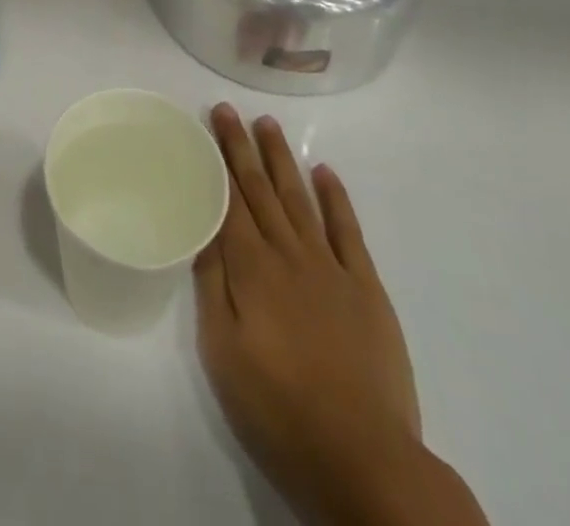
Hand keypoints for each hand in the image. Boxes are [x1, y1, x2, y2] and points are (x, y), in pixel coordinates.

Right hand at [196, 105, 420, 520]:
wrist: (365, 459)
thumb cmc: (280, 410)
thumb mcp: (224, 354)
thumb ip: (213, 286)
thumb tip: (203, 231)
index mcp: (252, 269)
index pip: (229, 200)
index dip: (218, 159)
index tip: (210, 123)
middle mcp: (289, 255)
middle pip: (260, 190)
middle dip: (242, 147)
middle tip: (229, 110)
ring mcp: (331, 268)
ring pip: (300, 198)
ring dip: (282, 159)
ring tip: (268, 124)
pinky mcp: (366, 288)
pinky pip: (348, 231)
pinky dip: (336, 198)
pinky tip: (325, 172)